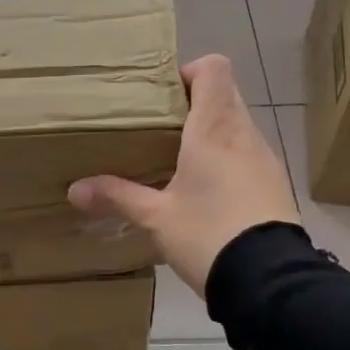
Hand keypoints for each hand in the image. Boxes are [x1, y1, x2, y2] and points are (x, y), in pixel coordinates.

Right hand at [68, 54, 300, 294]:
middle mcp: (244, 133)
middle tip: (160, 129)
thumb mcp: (156, 218)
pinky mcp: (274, 183)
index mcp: (214, 128)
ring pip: (237, 124)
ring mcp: (265, 158)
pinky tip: (207, 190)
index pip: (213, 68)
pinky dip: (227, 157)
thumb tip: (75, 190)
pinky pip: (248, 153)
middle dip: (193, 103)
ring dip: (211, 131)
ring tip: (179, 159)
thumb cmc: (208, 234)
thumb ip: (117, 197)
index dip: (189, 71)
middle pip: (224, 93)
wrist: (269, 280)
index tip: (162, 97)